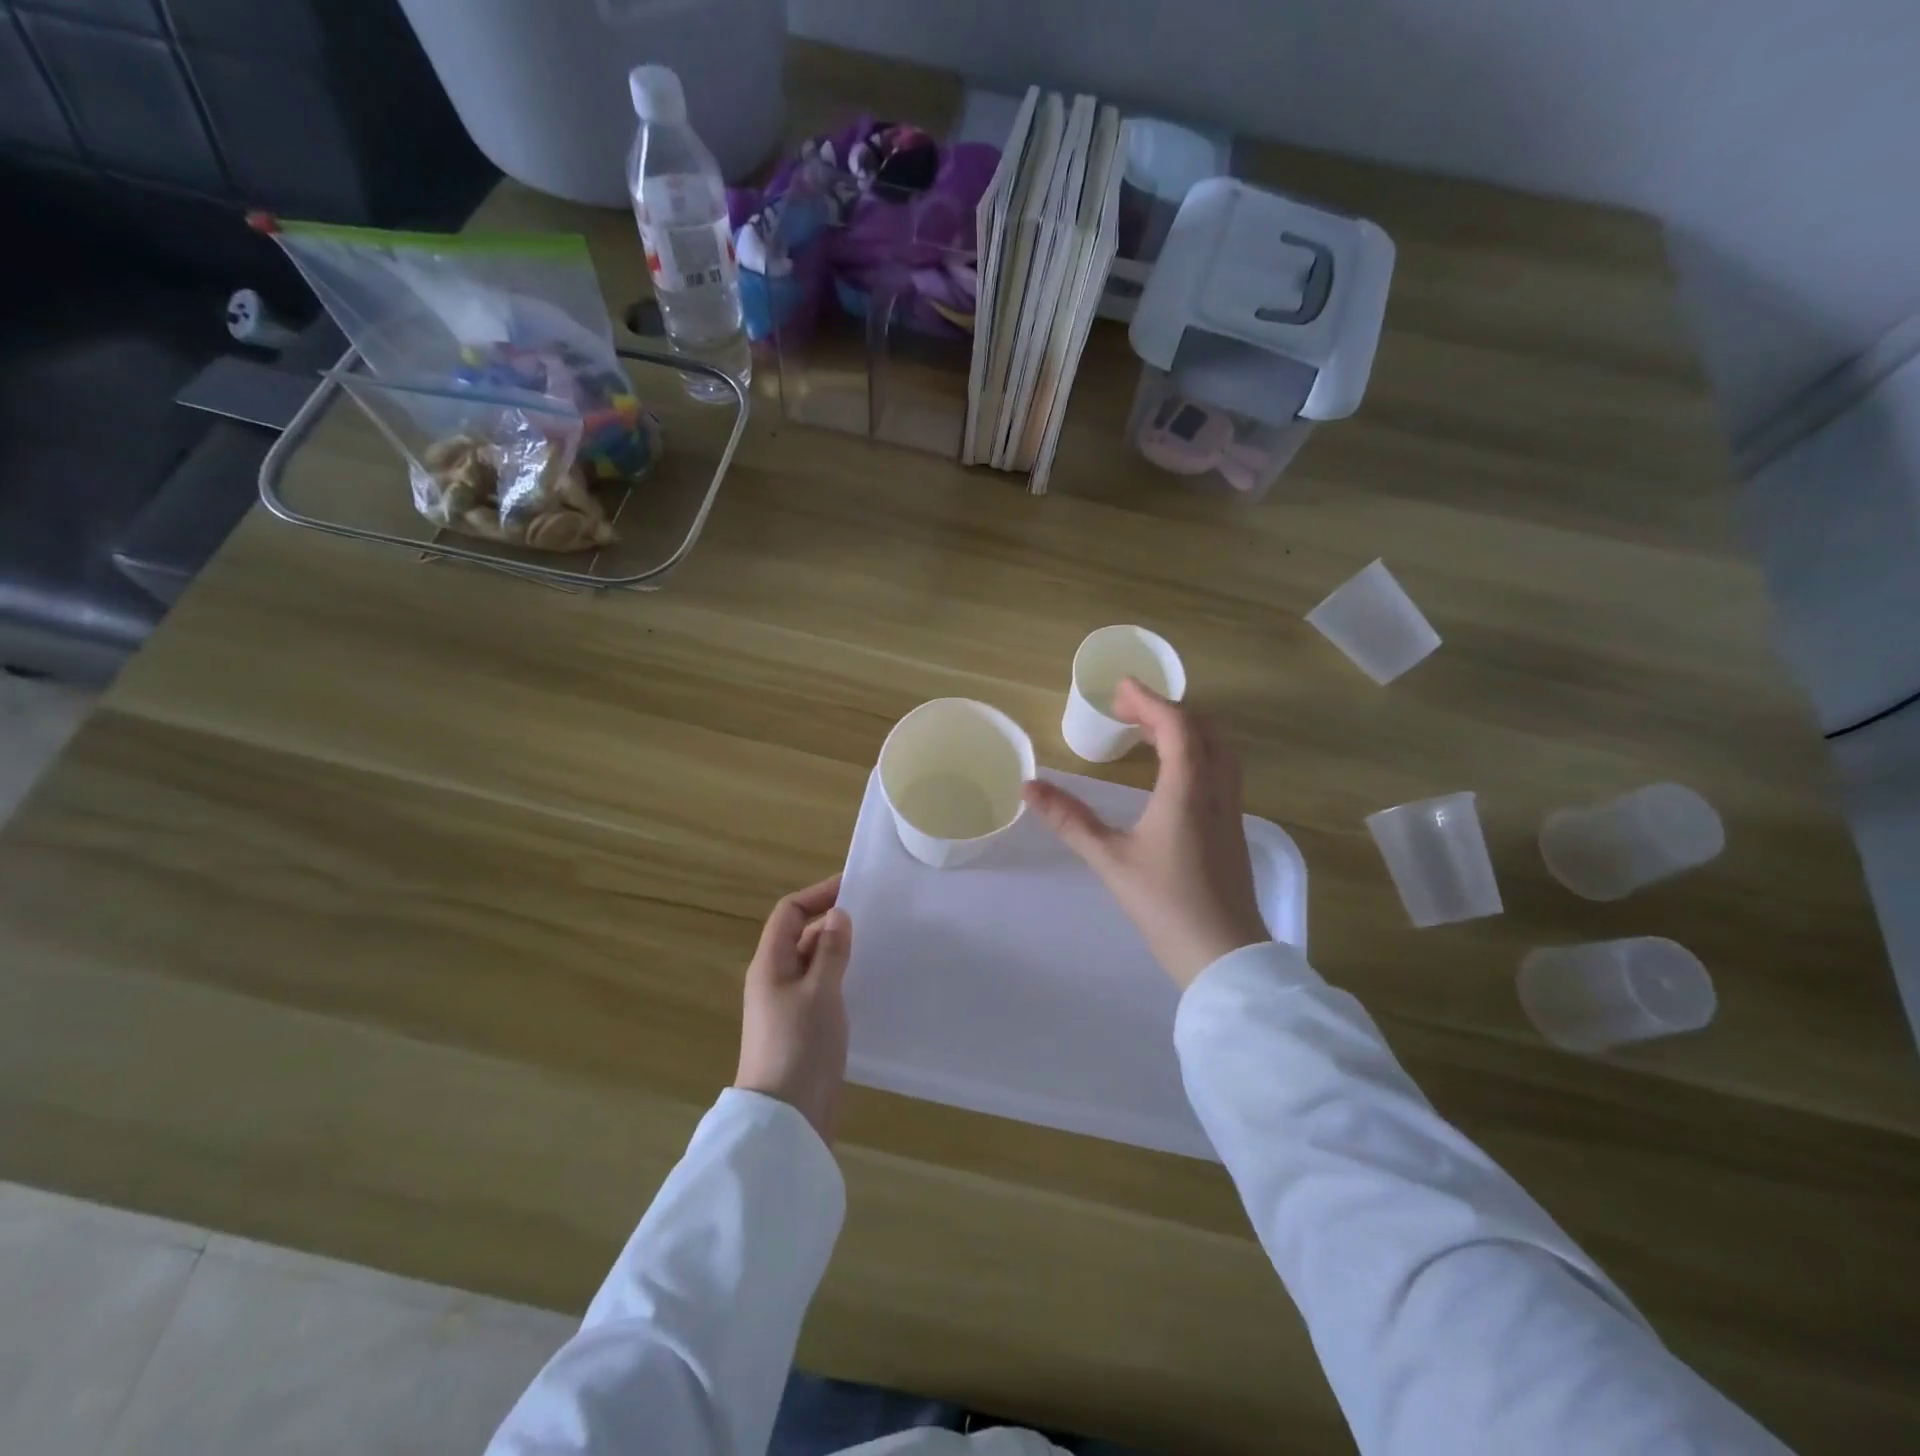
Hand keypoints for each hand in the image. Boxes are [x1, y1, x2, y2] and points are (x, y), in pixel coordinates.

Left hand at [735, 874, 851, 1144]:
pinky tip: (868, 984)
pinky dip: (841, 979)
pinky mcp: (802, 1029)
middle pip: (801, 937)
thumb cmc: (800, 1046)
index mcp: (770, 964)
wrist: (785, 1118)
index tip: (853, 887)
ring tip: (877, 947)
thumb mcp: (820, 992)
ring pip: (814, 964)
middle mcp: (774, 980)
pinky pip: (821, 990)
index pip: (788, 913)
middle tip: (875, 918)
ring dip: (839, 952)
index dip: (817, 895)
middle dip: (832, 923)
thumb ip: (830, 951)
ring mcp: (787, 1006)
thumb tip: (838, 915)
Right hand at [1024, 681, 1268, 987]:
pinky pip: (1220, 770)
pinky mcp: (1234, 827)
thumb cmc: (1165, 904)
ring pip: (1217, 749)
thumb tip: (1029, 787)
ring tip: (1148, 732)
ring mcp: (1231, 809)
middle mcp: (1217, 789)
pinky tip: (1172, 772)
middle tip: (1127, 710)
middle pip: (1202, 729)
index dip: (1149, 700)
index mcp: (1188, 789)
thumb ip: (1070, 820)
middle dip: (1166, 709)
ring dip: (1185, 729)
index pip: (1175, 725)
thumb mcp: (1110, 860)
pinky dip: (1196, 752)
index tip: (1120, 687)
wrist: (1223, 954)